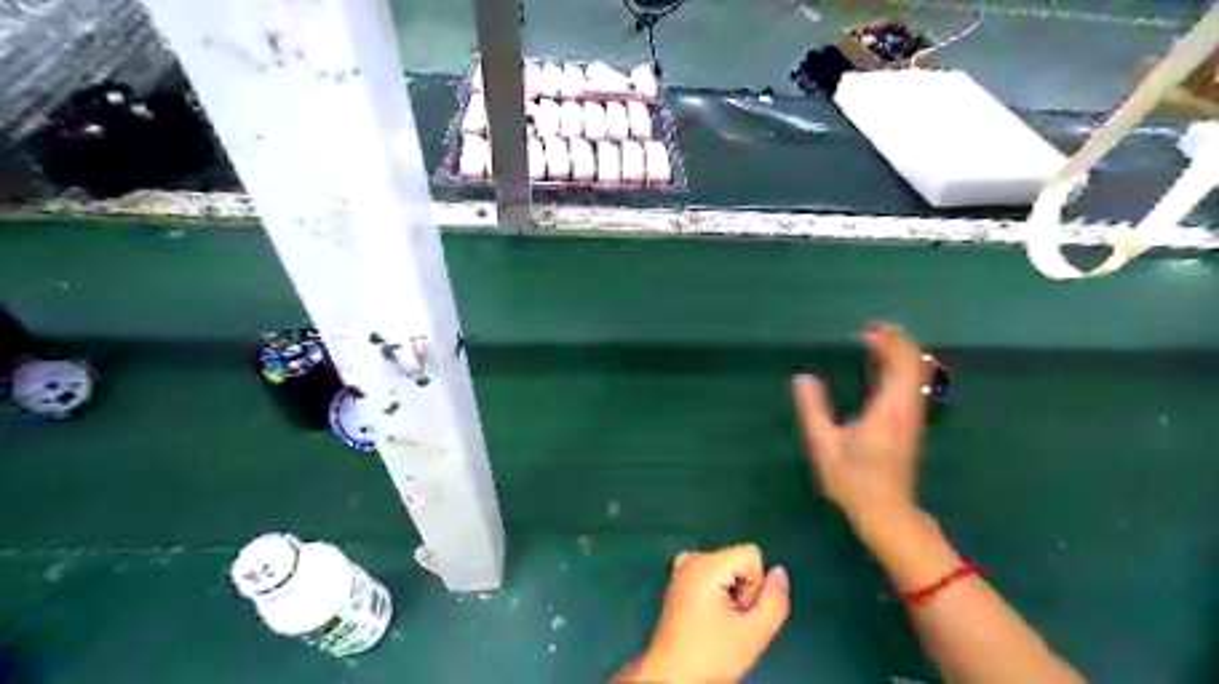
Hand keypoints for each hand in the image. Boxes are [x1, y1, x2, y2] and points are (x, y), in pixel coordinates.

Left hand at [619, 544, 790, 682]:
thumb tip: (780, 572)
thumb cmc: (711, 655)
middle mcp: (691, 558)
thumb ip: (775, 601)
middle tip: (729, 623)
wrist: (672, 676)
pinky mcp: (678, 581)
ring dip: (731, 595)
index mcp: (706, 563)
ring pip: (727, 571)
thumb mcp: (755, 633)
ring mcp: (681, 569)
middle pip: (739, 562)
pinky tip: (708, 619)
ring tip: (718, 624)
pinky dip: (716, 594)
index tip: (740, 613)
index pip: (752, 555)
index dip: (755, 587)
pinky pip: (712, 576)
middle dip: (743, 591)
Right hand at [791, 322, 936, 535]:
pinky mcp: (911, 426)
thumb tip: (802, 378)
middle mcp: (907, 408)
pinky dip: (900, 370)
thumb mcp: (824, 445)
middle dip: (896, 342)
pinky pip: (912, 386)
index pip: (901, 363)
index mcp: (889, 409)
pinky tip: (881, 370)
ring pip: (917, 375)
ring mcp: (913, 418)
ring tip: (875, 343)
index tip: (866, 330)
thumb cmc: (853, 481)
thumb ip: (812, 409)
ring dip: (900, 355)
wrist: (886, 514)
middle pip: (913, 364)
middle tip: (870, 330)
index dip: (889, 342)